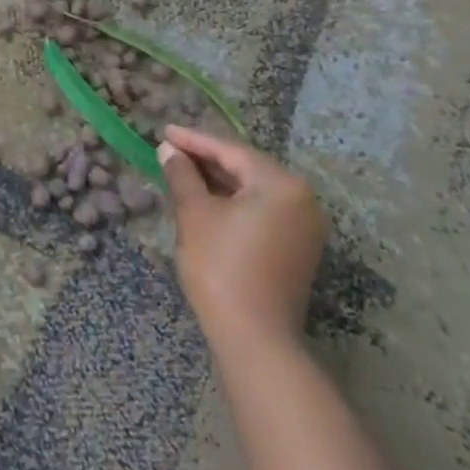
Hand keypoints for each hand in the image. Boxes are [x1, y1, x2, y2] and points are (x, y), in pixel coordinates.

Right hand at [159, 125, 328, 347]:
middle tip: (171, 150)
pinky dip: (235, 203)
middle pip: (247, 168)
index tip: (165, 131)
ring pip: (254, 190)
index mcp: (281, 184)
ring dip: (219, 181)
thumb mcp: (195, 214)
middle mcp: (302, 198)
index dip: (194, 140)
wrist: (254, 338)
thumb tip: (170, 150)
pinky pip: (263, 211)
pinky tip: (207, 200)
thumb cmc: (221, 267)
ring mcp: (304, 225)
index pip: (231, 151)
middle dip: (207, 159)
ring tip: (183, 172)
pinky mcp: (298, 248)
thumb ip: (182, 175)